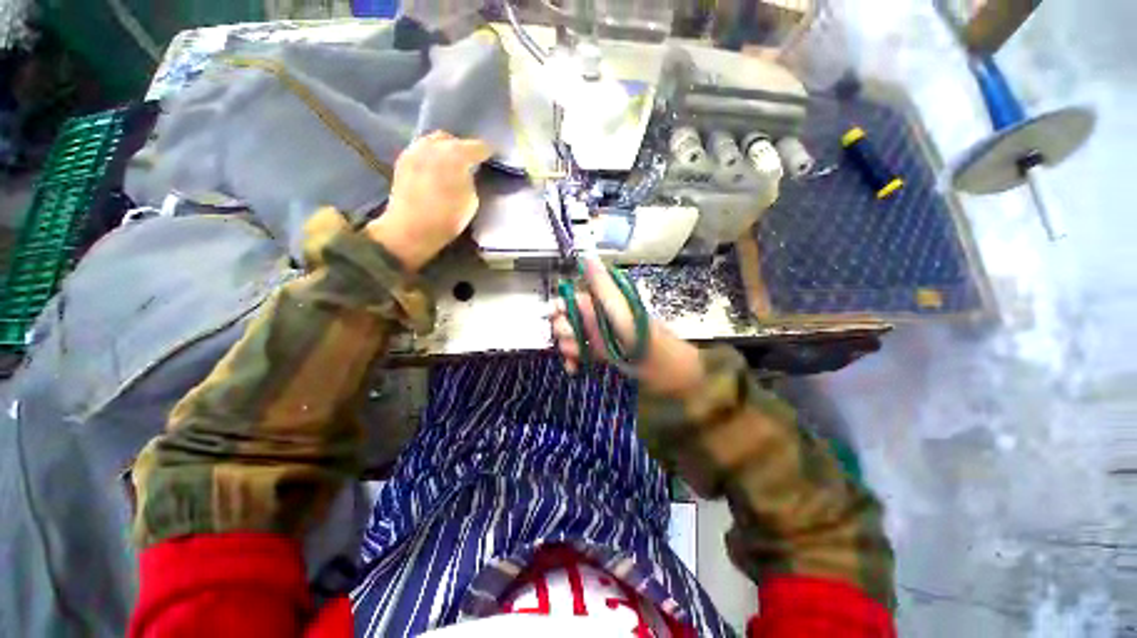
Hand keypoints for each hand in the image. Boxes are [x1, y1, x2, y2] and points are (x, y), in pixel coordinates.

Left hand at [365, 131, 492, 270]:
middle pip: (452, 139)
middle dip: (463, 147)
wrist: (410, 229)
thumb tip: (467, 172)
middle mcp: (433, 145)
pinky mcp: (402, 160)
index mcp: (455, 154)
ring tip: (452, 164)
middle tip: (471, 161)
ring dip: (445, 150)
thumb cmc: (447, 218)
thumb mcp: (472, 201)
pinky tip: (435, 169)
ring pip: (434, 142)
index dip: (488, 152)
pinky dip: (431, 156)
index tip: (493, 157)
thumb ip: (472, 180)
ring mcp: (415, 150)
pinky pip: (422, 150)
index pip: (478, 146)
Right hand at [549, 257, 706, 398]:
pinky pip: (581, 354)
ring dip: (568, 348)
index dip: (559, 308)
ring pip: (572, 338)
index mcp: (603, 303)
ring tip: (575, 358)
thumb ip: (603, 285)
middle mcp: (598, 317)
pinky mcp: (603, 354)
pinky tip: (574, 368)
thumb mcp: (623, 310)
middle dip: (564, 332)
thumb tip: (586, 256)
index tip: (557, 318)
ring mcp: (600, 336)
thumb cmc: (644, 338)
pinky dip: (574, 360)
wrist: (670, 371)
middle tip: (573, 343)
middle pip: (568, 320)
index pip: (570, 300)